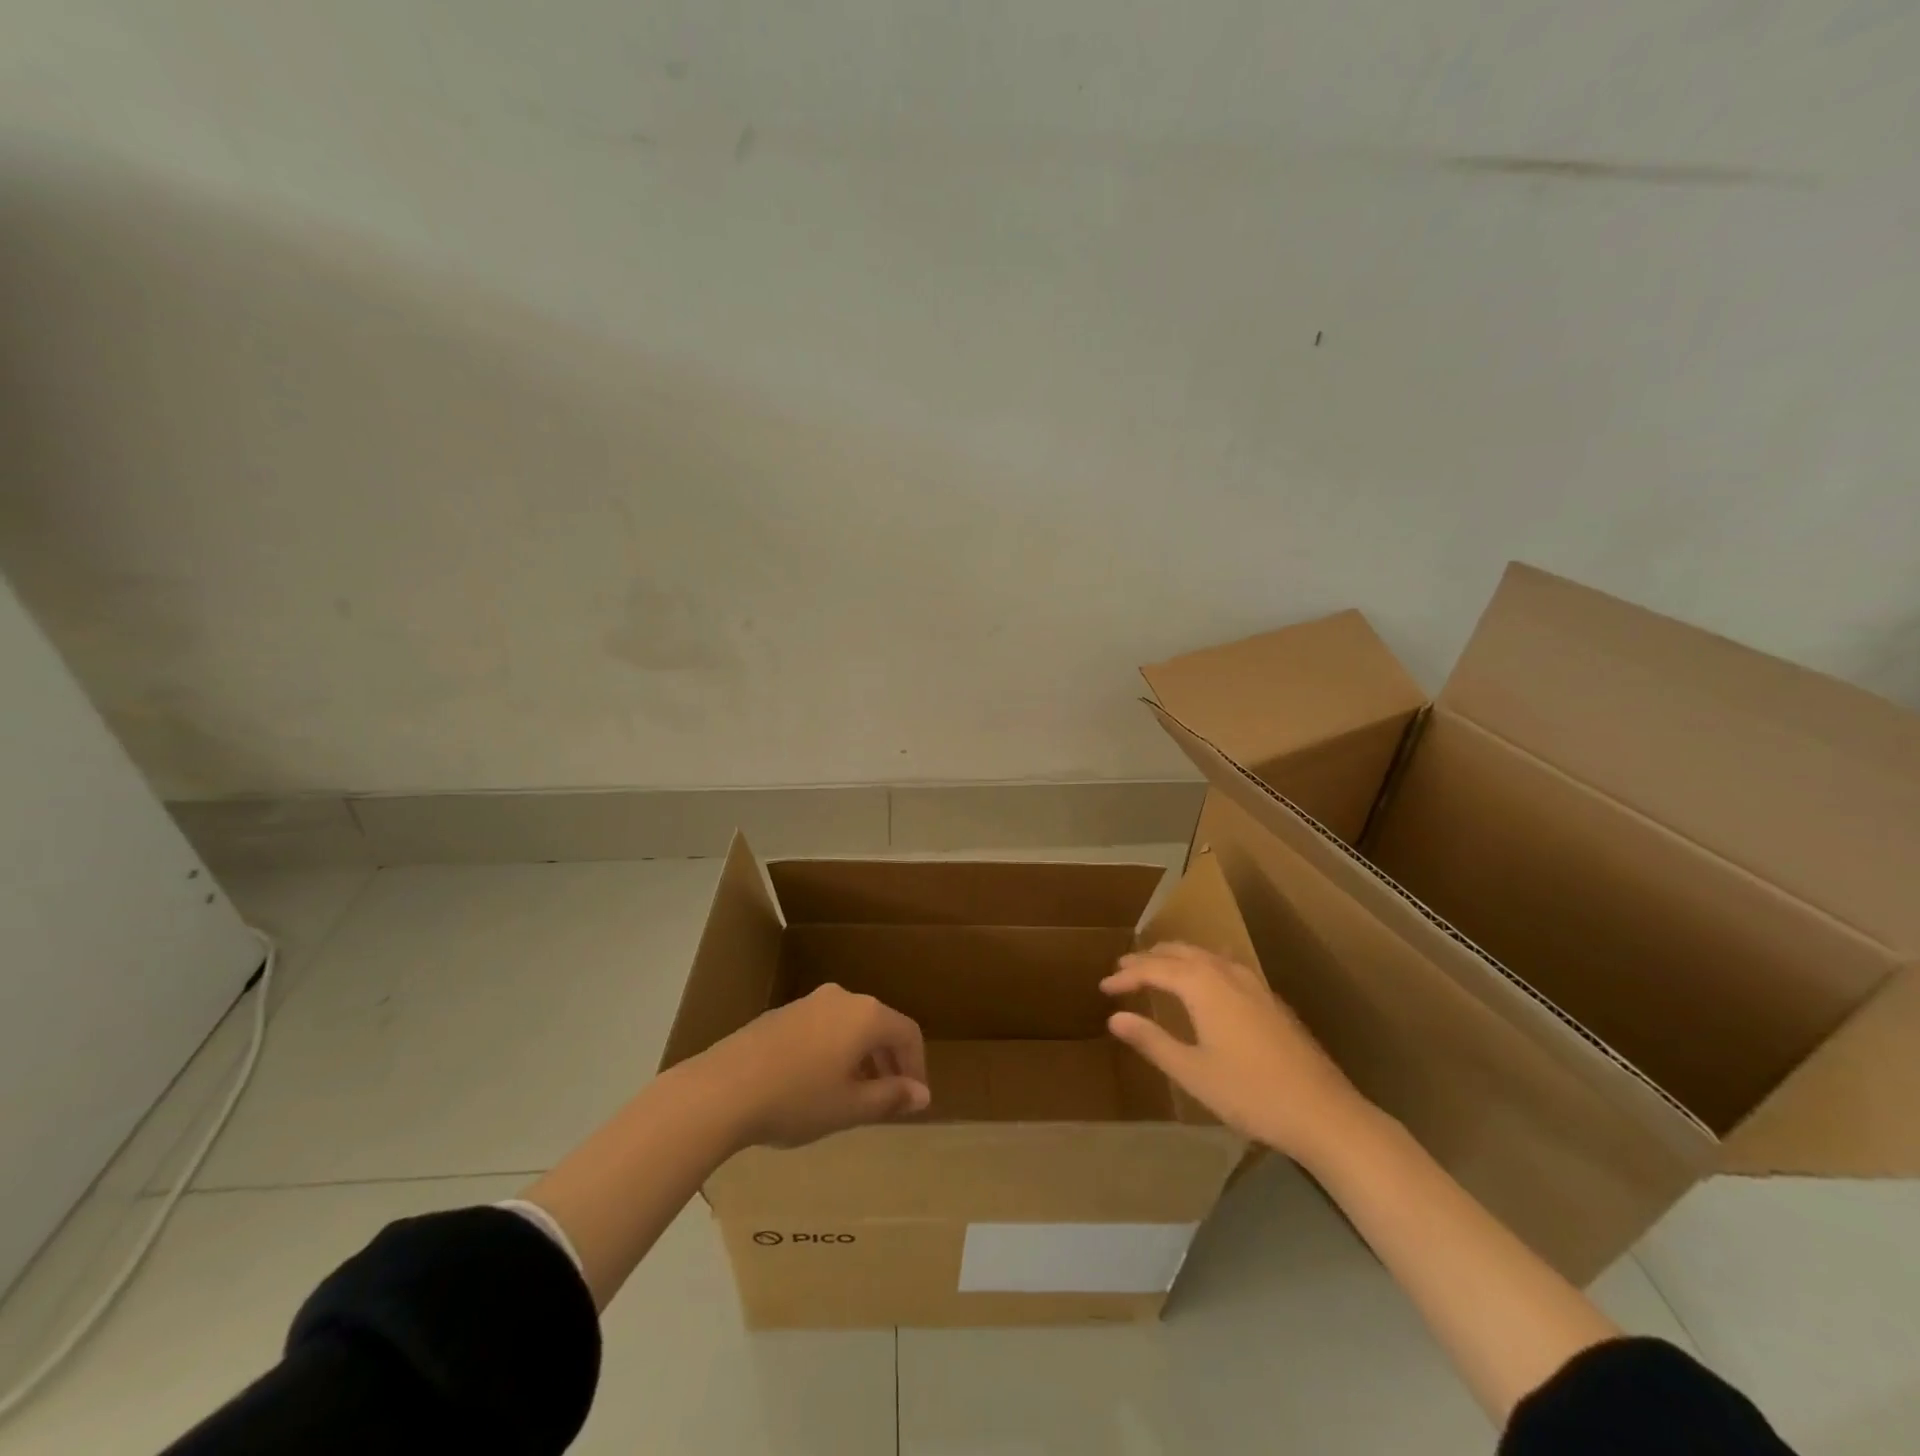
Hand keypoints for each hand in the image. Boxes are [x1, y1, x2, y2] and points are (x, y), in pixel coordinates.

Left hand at [686, 984, 930, 1149]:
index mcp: (865, 1015)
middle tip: (889, 1100)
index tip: (914, 1100)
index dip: (917, 1067)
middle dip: (889, 1062)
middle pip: (879, 1025)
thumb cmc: (796, 1099)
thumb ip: (890, 1097)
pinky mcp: (782, 1014)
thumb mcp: (849, 1107)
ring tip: (854, 1096)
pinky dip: (834, 1052)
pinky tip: (817, 1084)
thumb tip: (922, 1094)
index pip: (907, 1033)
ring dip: (861, 1058)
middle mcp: (842, 998)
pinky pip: (823, 1028)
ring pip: (849, 1026)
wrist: (722, 1089)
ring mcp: (808, 1002)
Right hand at [1102, 942, 1373, 1166]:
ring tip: (1157, 968)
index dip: (1128, 976)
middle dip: (1149, 958)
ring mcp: (1253, 983)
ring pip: (1205, 954)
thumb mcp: (1192, 1072)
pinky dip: (1201, 965)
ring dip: (1176, 957)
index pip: (1155, 969)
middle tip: (1124, 969)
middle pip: (1180, 952)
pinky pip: (1224, 965)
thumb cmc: (1251, 1093)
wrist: (1323, 1112)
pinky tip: (1204, 982)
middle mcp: (1226, 973)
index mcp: (1203, 985)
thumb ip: (1152, 1041)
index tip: (1104, 987)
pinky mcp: (1270, 998)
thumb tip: (1115, 1017)